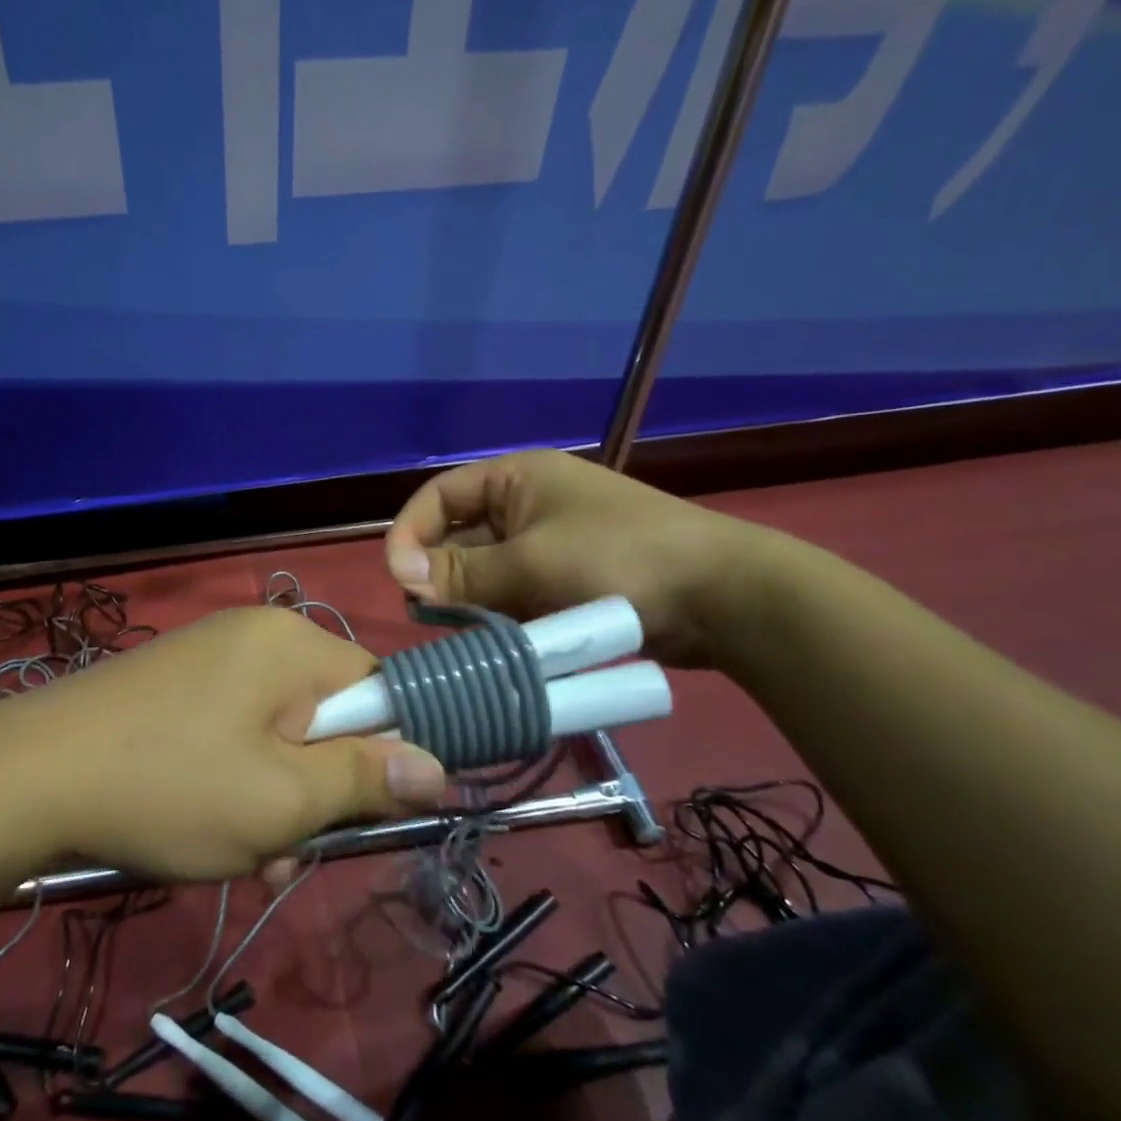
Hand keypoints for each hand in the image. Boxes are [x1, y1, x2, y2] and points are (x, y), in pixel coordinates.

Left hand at [0, 608, 446, 880]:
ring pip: (275, 735)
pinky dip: (232, 782)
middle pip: (323, 717)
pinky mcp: (173, 686)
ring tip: (243, 855)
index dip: (378, 754)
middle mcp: (253, 636)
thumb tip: (437, 767)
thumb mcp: (283, 799)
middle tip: (287, 849)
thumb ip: (366, 779)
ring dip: (273, 800)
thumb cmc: (171, 786)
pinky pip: (232, 733)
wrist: (28, 777)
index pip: (376, 689)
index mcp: (290, 643)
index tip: (358, 811)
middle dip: (315, 789)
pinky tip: (205, 830)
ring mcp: (207, 658)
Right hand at [383, 450, 767, 667]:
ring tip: (461, 633)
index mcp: (515, 479)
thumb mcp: (531, 562)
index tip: (397, 577)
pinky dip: (497, 616)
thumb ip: (462, 572)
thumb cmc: (619, 559)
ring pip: (483, 572)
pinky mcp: (563, 582)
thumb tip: (401, 576)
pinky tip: (493, 641)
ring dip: (468, 600)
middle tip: (429, 615)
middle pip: (458, 537)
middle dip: (439, 573)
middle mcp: (525, 506)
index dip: (410, 531)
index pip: (440, 496)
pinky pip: (512, 595)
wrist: (722, 597)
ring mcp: (546, 546)